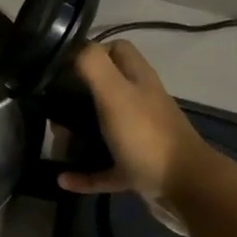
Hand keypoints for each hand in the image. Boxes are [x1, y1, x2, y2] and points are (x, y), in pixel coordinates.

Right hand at [58, 40, 218, 205]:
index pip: (116, 49)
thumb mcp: (115, 93)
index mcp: (138, 80)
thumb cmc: (147, 135)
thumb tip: (70, 48)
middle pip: (106, 88)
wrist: (185, 188)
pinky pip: (103, 168)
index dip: (91, 50)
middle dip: (77, 93)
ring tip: (54, 137)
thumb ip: (92, 65)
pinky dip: (83, 173)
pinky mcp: (135, 168)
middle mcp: (140, 103)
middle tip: (51, 103)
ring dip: (78, 133)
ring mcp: (139, 137)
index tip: (61, 64)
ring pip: (103, 127)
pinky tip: (63, 179)